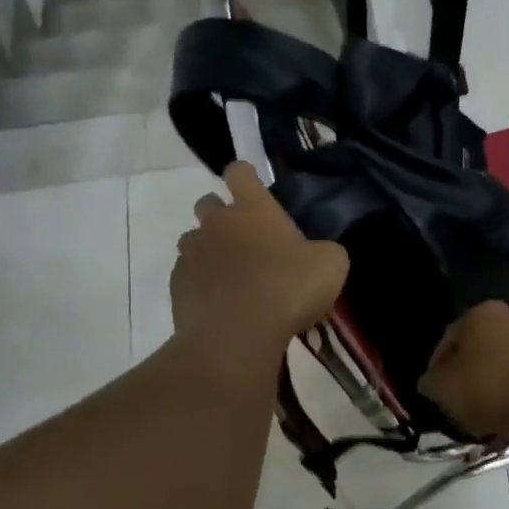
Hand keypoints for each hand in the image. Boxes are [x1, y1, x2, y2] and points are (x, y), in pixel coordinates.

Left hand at [171, 163, 349, 366]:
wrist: (235, 336)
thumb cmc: (287, 290)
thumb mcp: (331, 266)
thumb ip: (324, 250)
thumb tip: (318, 253)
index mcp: (253, 209)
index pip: (240, 172)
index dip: (244, 175)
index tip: (251, 185)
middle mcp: (217, 223)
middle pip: (208, 202)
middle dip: (221, 213)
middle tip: (245, 238)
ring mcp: (192, 253)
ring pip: (193, 239)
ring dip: (209, 248)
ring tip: (230, 273)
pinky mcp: (177, 284)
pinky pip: (186, 273)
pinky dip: (200, 281)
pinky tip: (218, 301)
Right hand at [419, 302, 508, 440]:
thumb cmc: (492, 386)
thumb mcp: (446, 390)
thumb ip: (431, 384)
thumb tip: (430, 381)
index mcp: (478, 314)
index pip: (448, 339)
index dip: (438, 368)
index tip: (437, 393)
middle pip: (479, 350)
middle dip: (469, 377)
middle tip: (462, 404)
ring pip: (505, 364)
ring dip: (495, 386)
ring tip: (489, 417)